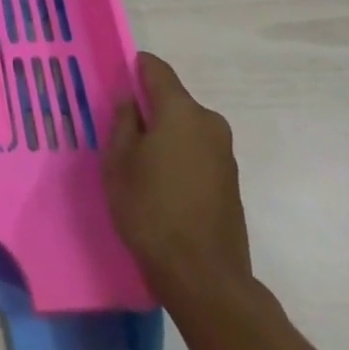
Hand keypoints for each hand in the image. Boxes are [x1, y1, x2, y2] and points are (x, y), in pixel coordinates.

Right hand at [102, 51, 252, 288]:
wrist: (205, 281)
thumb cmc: (152, 211)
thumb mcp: (119, 162)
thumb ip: (123, 122)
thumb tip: (131, 102)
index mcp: (180, 110)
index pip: (155, 68)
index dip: (133, 69)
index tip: (116, 85)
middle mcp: (208, 122)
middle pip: (173, 99)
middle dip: (149, 109)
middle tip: (123, 134)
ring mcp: (225, 153)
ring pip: (186, 128)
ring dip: (166, 136)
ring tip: (143, 167)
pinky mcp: (232, 182)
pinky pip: (199, 153)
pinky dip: (181, 158)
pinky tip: (165, 188)